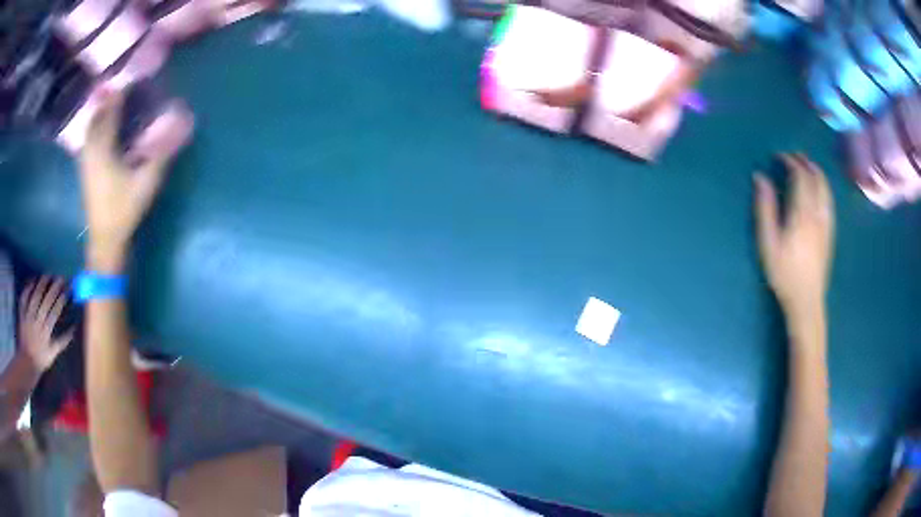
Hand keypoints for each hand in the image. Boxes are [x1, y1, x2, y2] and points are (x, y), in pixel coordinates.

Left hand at [19, 276, 74, 372]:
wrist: (26, 362)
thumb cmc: (40, 360)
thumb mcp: (52, 355)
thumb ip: (61, 342)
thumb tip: (73, 330)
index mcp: (45, 333)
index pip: (54, 313)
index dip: (60, 301)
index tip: (66, 290)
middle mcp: (37, 323)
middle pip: (45, 302)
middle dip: (53, 289)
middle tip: (60, 278)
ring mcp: (28, 317)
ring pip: (35, 297)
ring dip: (41, 285)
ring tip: (47, 274)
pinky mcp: (22, 314)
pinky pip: (24, 298)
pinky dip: (28, 288)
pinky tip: (32, 281)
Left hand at [78, 91, 173, 273]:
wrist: (105, 240)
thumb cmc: (124, 210)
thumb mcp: (146, 182)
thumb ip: (162, 153)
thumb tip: (181, 127)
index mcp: (104, 151)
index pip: (110, 114)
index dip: (120, 96)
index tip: (130, 82)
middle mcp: (92, 152)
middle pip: (96, 119)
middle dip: (106, 103)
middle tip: (119, 92)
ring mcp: (86, 164)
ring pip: (89, 131)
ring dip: (98, 116)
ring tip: (109, 106)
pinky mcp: (85, 174)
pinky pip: (88, 143)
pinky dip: (94, 131)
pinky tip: (100, 132)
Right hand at [754, 153, 834, 319]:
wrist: (806, 301)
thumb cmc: (784, 273)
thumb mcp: (768, 243)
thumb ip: (765, 208)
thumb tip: (760, 178)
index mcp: (802, 213)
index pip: (800, 176)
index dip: (790, 161)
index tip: (779, 156)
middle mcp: (817, 213)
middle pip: (816, 178)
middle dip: (805, 163)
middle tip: (793, 156)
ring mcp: (826, 223)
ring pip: (826, 188)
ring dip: (816, 172)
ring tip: (807, 166)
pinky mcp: (830, 233)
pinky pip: (829, 201)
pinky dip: (824, 187)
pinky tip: (819, 190)